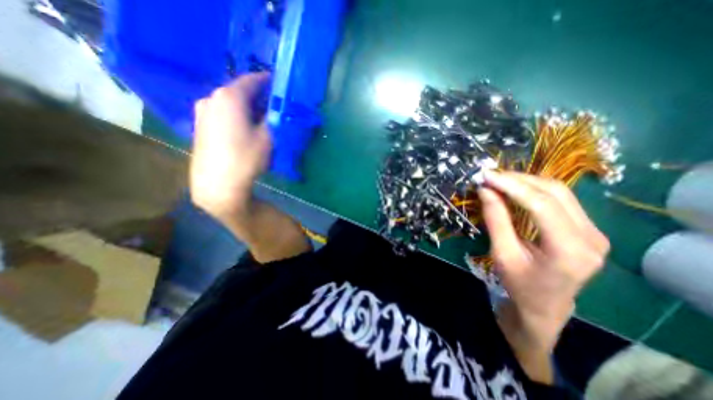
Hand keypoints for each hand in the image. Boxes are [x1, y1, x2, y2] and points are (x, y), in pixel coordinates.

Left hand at [191, 72, 271, 228]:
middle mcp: (212, 98)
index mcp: (230, 97)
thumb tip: (275, 109)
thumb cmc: (246, 158)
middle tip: (275, 106)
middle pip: (240, 91)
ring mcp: (203, 112)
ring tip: (262, 118)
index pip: (252, 80)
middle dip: (259, 97)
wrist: (218, 183)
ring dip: (247, 107)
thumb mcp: (267, 137)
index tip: (280, 85)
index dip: (268, 81)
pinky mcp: (200, 125)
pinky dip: (236, 115)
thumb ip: (273, 118)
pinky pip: (222, 113)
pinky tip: (245, 128)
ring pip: (231, 103)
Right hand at [478, 170, 606, 348]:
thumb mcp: (502, 254)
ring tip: (499, 180)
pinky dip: (534, 190)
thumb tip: (485, 190)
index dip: (512, 186)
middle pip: (555, 193)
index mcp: (570, 251)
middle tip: (491, 176)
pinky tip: (515, 189)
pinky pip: (560, 199)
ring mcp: (594, 231)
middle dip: (518, 180)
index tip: (487, 176)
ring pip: (560, 192)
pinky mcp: (587, 229)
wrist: (545, 307)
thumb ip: (496, 220)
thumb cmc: (519, 285)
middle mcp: (591, 237)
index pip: (541, 205)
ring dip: (526, 182)